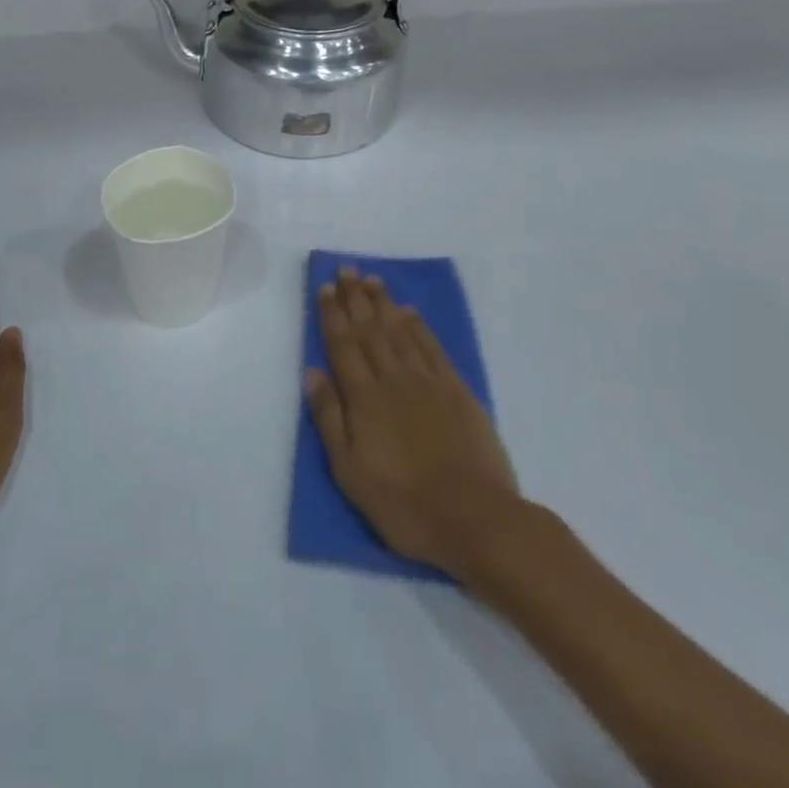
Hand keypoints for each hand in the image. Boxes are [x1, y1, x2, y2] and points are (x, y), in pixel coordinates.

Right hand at [306, 269, 519, 576]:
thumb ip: (329, 418)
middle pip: (370, 329)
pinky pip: (432, 346)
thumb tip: (313, 372)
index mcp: (364, 397)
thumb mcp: (350, 472)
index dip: (333, 314)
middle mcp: (393, 378)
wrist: (475, 518)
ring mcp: (428, 381)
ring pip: (400, 330)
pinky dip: (419, 325)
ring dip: (384, 302)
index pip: (343, 344)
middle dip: (355, 297)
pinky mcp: (457, 390)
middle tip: (346, 269)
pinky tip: (410, 311)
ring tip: (372, 279)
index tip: (325, 287)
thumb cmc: (403, 504)